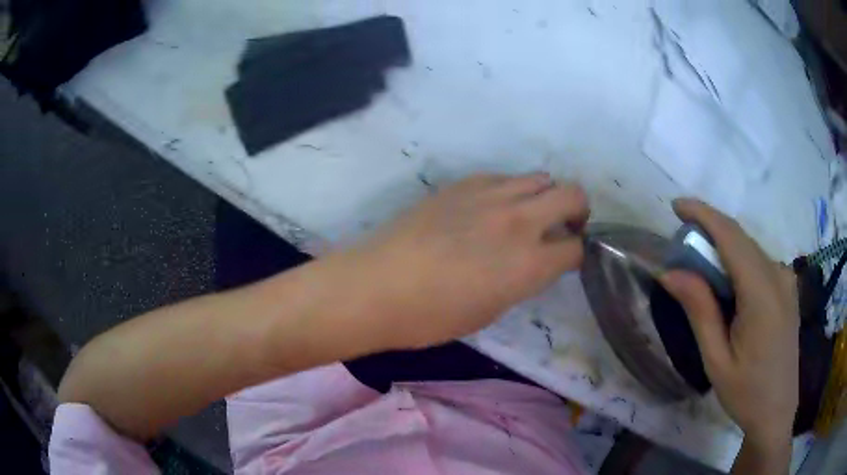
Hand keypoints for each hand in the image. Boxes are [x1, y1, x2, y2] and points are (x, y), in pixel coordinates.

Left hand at [349, 173, 588, 349]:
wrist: (377, 286)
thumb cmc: (432, 316)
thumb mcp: (490, 310)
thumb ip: (522, 280)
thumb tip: (532, 263)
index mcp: (529, 263)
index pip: (575, 248)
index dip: (575, 254)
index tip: (566, 259)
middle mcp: (519, 220)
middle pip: (572, 195)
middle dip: (577, 211)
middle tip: (564, 227)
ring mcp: (491, 195)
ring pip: (540, 178)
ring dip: (545, 196)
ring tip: (528, 214)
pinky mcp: (463, 183)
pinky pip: (503, 177)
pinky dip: (511, 191)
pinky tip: (492, 208)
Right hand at [660, 199, 798, 450]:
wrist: (777, 410)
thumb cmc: (746, 393)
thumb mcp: (716, 360)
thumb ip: (699, 311)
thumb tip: (670, 272)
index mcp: (763, 294)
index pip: (731, 237)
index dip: (703, 214)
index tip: (676, 206)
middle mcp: (779, 275)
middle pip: (740, 239)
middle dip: (709, 232)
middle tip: (681, 248)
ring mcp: (786, 280)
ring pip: (750, 248)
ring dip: (723, 249)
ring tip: (700, 270)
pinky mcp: (787, 287)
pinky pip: (759, 262)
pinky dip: (738, 261)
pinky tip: (727, 285)